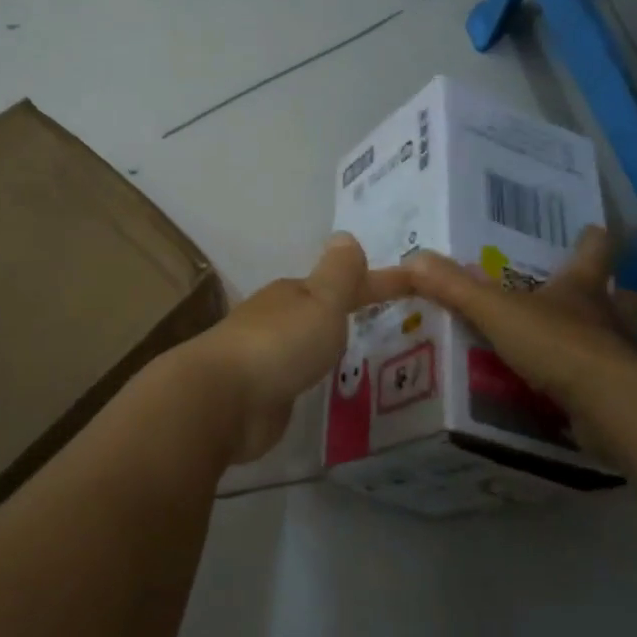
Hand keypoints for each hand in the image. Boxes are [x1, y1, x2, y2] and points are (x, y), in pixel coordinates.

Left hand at [188, 234, 412, 464]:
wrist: (222, 399)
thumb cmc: (279, 344)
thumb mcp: (320, 302)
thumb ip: (339, 274)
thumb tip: (345, 236)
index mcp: (293, 294)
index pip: (346, 282)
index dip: (380, 283)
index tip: (415, 285)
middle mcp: (277, 319)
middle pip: (319, 310)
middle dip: (348, 311)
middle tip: (389, 322)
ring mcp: (266, 357)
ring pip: (306, 343)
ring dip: (328, 344)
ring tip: (363, 355)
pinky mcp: (262, 393)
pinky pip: (297, 377)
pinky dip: (313, 375)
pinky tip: (325, 387)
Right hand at [404, 226, 636, 462]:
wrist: (609, 405)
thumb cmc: (556, 343)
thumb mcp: (494, 310)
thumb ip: (454, 287)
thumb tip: (411, 259)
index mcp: (582, 288)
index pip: (595, 251)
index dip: (593, 240)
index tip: (594, 230)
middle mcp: (612, 318)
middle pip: (627, 299)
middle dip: (617, 297)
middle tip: (595, 301)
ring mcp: (626, 359)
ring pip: (629, 344)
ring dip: (614, 345)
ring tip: (587, 353)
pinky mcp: (628, 400)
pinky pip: (617, 389)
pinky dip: (603, 391)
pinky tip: (583, 401)